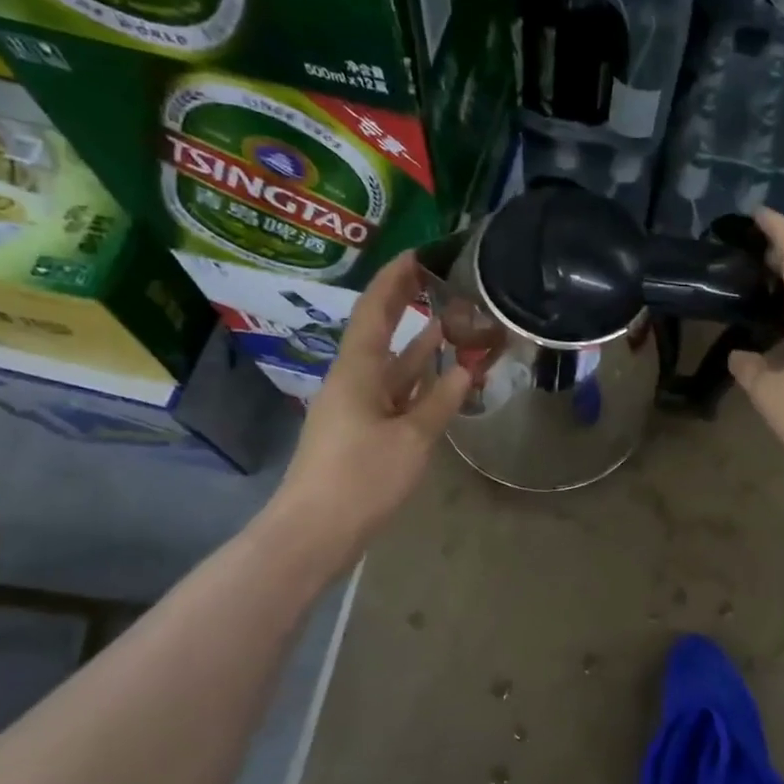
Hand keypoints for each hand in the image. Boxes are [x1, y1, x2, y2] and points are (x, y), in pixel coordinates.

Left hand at [271, 253, 470, 537]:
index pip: (375, 310)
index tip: (419, 253)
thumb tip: (467, 366)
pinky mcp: (364, 431)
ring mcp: (358, 407)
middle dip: (408, 303)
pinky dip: (420, 381)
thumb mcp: (412, 438)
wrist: (316, 531)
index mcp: (357, 371)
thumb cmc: (361, 478)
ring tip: (455, 319)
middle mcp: (354, 380)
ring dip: (420, 344)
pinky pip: (396, 394)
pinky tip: (442, 375)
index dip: (395, 279)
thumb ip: (441, 400)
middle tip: (440, 278)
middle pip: (382, 331)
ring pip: (393, 365)